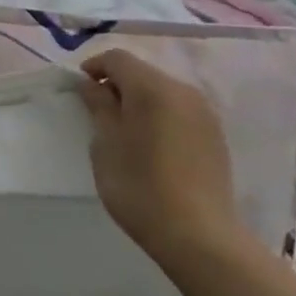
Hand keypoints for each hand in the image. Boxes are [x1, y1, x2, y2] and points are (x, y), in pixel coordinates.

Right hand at [80, 49, 240, 268]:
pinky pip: (180, 111)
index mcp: (152, 87)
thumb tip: (92, 85)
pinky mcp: (215, 135)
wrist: (199, 236)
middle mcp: (182, 90)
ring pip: (163, 91)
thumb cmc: (140, 187)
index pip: (118, 58)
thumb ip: (99, 107)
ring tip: (125, 131)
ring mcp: (204, 112)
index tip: (80, 89)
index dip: (95, 67)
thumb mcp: (106, 146)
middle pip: (142, 72)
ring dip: (140, 101)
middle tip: (99, 112)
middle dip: (118, 84)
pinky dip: (161, 116)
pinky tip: (153, 145)